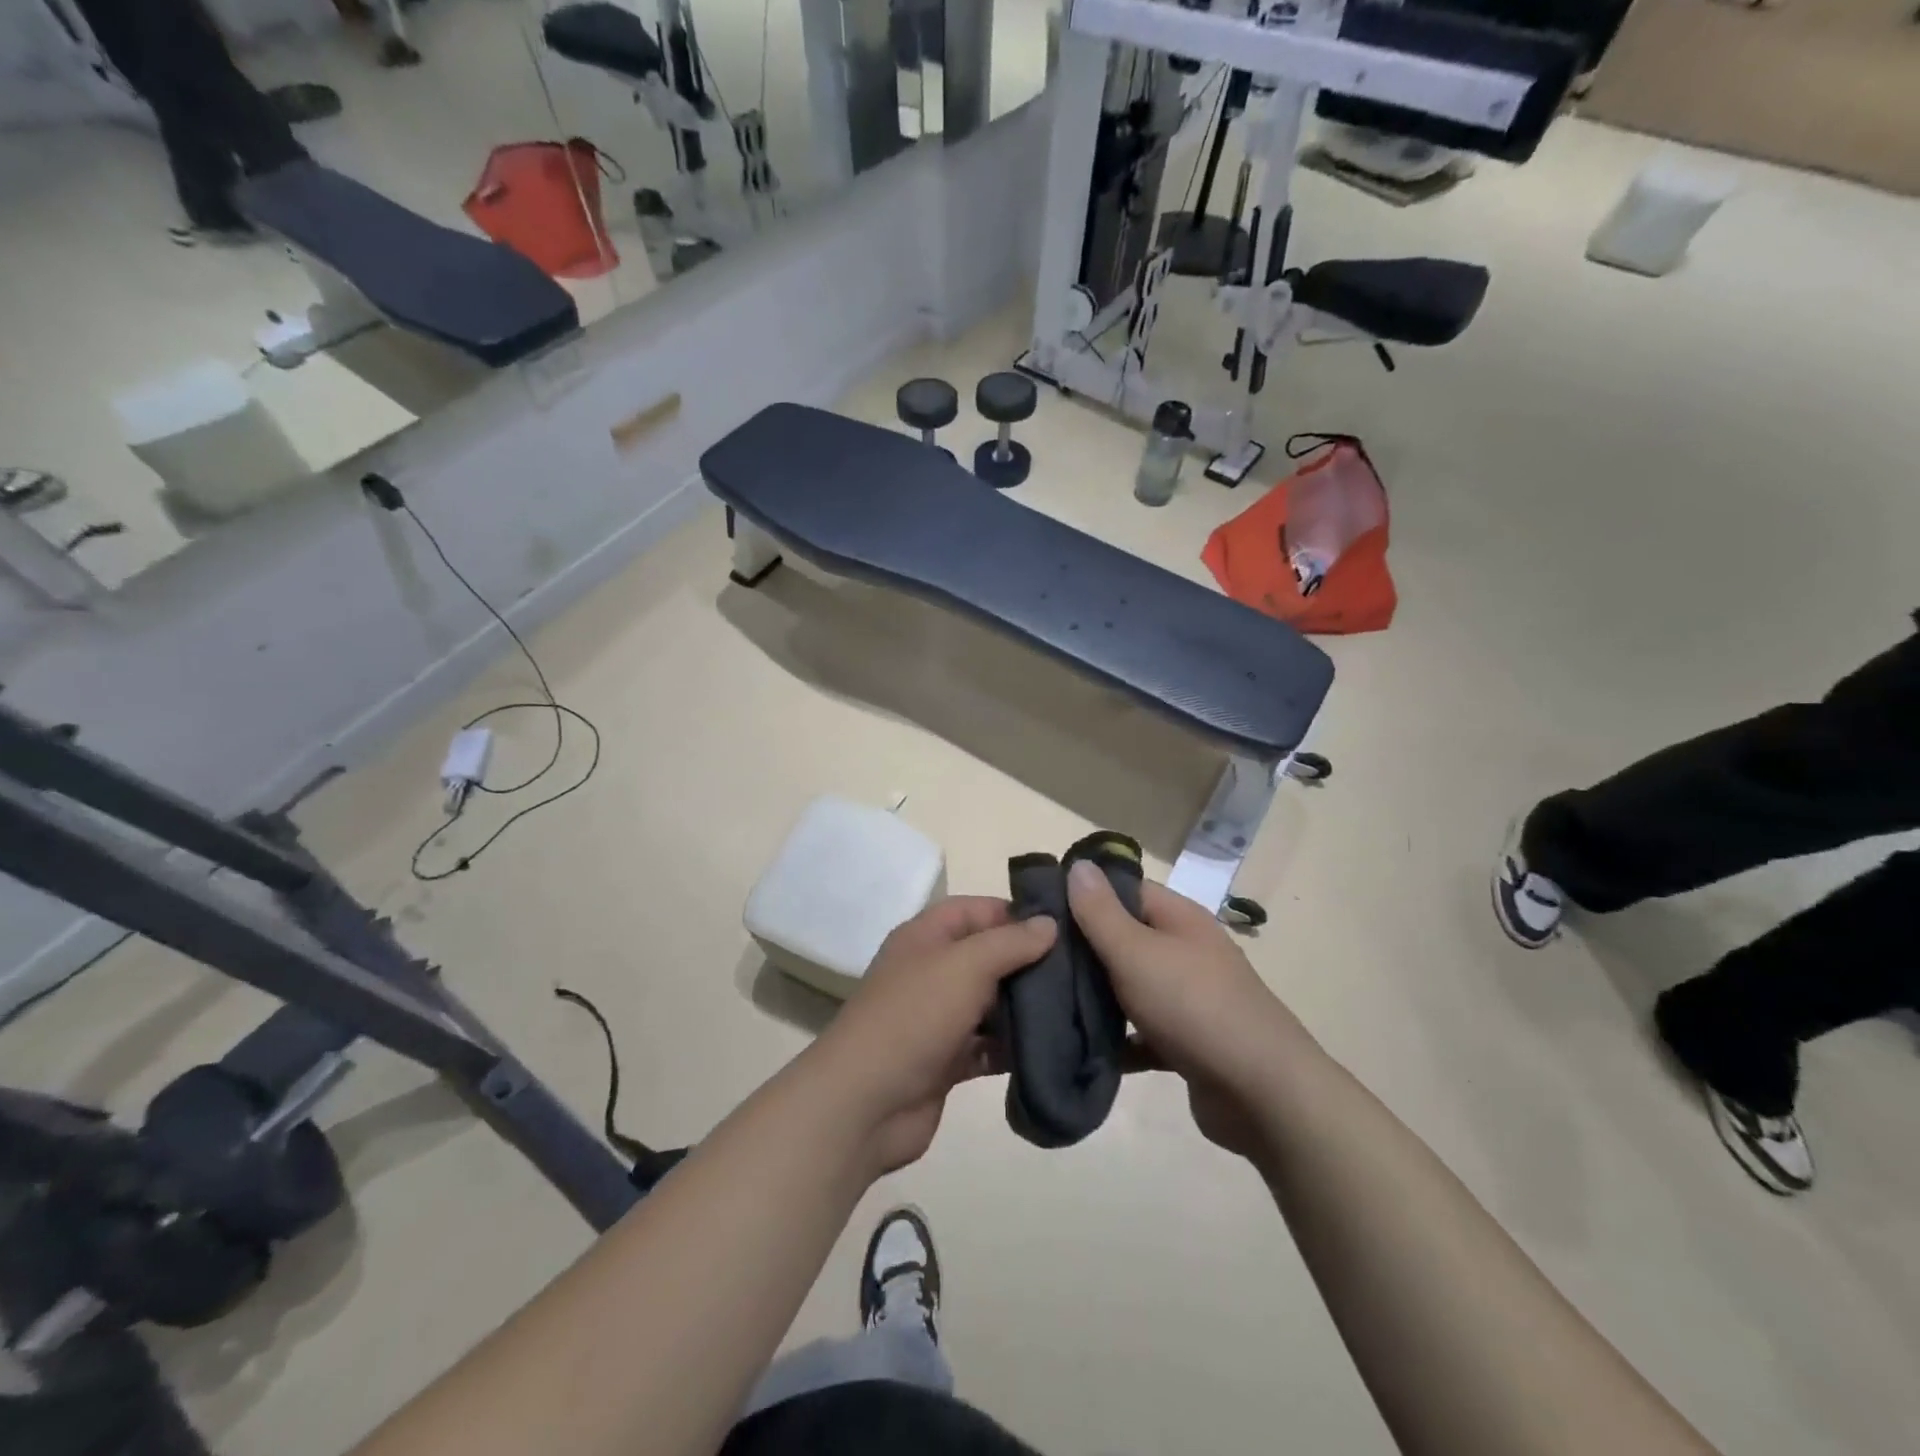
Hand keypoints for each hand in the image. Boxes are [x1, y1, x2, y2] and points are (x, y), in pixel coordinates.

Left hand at [806, 897, 1056, 1176]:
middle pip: (988, 956)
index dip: (1016, 914)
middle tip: (1081, 971)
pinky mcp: (946, 1060)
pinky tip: (1051, 1049)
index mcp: (926, 936)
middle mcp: (932, 971)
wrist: (864, 1103)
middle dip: (1029, 963)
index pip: (977, 909)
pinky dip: (1013, 1047)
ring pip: (991, 1003)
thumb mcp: (965, 965)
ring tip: (1077, 1009)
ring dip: (1025, 1007)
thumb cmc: (914, 1016)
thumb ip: (1010, 942)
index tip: (1063, 927)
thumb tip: (1049, 924)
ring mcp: (938, 1017)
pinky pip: (988, 1045)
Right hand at [1067, 862, 1309, 1160]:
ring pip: (1131, 986)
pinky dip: (1118, 1039)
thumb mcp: (1137, 952)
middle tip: (1034, 960)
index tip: (1040, 910)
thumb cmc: (1194, 1006)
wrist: (1262, 1093)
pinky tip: (1082, 1047)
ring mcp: (1190, 998)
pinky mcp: (1188, 1042)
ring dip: (1097, 996)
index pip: (1125, 890)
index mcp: (1179, 919)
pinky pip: (1142, 1032)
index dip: (1084, 895)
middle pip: (1125, 938)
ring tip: (1046, 1002)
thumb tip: (1080, 865)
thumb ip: (1102, 912)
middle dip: (1083, 949)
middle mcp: (1186, 951)